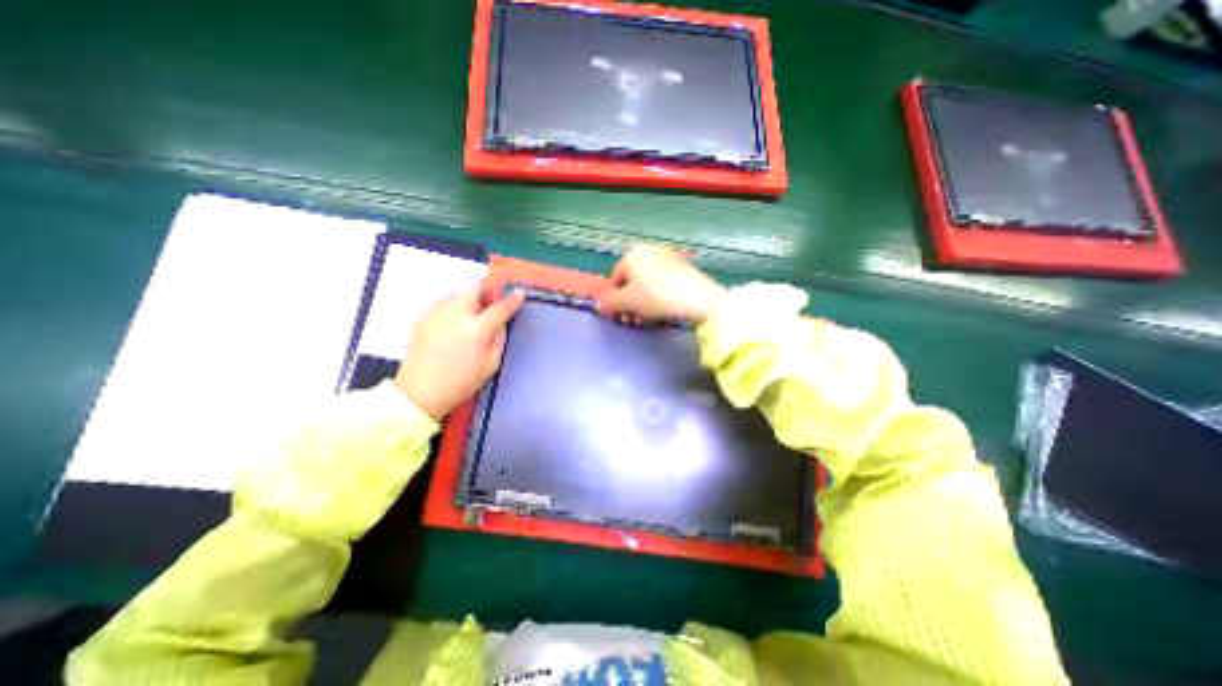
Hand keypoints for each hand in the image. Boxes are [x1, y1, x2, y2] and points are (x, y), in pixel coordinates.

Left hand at [393, 288, 523, 418]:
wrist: (420, 392)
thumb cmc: (461, 382)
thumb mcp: (491, 364)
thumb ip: (499, 338)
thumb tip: (501, 321)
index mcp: (476, 330)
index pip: (500, 307)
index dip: (512, 299)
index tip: (519, 293)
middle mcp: (455, 314)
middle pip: (473, 286)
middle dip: (485, 288)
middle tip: (490, 300)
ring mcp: (436, 313)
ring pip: (456, 291)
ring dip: (468, 297)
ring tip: (470, 313)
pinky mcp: (422, 317)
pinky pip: (443, 302)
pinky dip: (453, 306)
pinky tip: (453, 324)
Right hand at [594, 245, 722, 323]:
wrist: (697, 298)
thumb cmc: (655, 296)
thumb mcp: (626, 302)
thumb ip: (609, 303)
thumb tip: (599, 305)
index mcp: (632, 254)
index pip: (615, 280)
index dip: (615, 300)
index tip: (621, 316)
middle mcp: (649, 250)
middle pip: (632, 281)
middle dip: (630, 302)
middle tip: (634, 319)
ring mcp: (668, 258)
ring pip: (648, 283)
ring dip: (643, 302)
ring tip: (648, 318)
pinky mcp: (683, 268)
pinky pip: (663, 283)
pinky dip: (659, 296)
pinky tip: (663, 310)